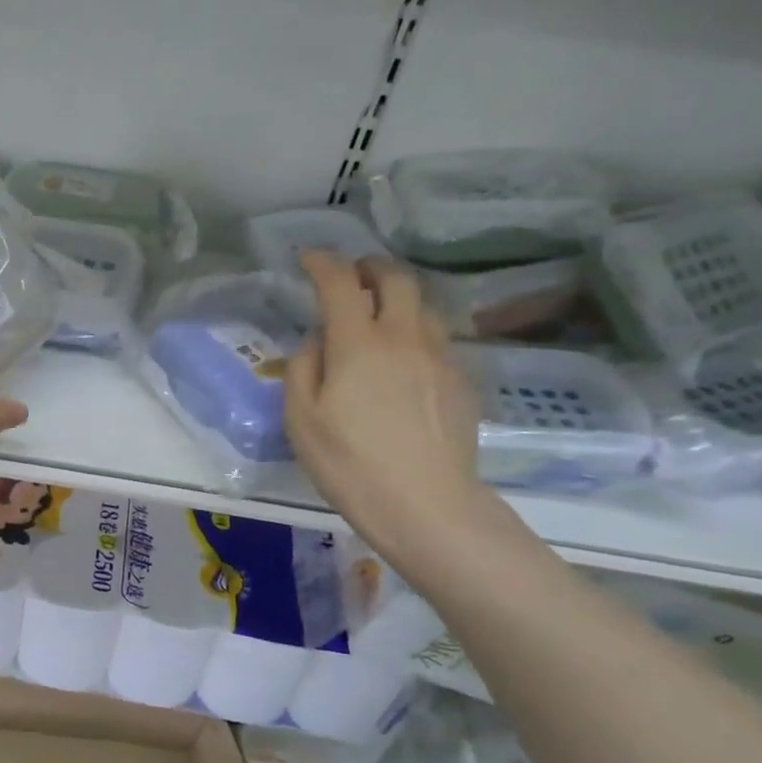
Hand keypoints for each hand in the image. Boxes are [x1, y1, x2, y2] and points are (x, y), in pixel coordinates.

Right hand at [284, 252, 487, 562]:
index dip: (322, 263)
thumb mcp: (301, 421)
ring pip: (422, 306)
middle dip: (370, 267)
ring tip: (379, 314)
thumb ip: (303, 369)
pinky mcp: (461, 380)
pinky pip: (437, 338)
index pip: (340, 283)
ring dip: (397, 297)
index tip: (309, 258)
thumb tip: (318, 342)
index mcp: (359, 344)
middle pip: (395, 279)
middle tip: (353, 275)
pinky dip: (415, 331)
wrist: (426, 504)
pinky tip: (404, 358)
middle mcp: (404, 337)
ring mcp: (440, 356)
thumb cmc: (350, 465)